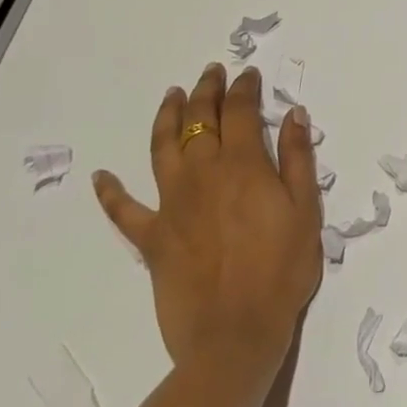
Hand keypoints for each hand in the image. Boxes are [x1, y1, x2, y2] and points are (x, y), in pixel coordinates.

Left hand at [94, 64, 322, 379]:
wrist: (235, 334)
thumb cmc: (281, 270)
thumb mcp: (306, 210)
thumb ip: (297, 159)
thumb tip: (294, 114)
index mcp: (243, 166)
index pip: (240, 111)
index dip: (244, 88)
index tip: (248, 75)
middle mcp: (203, 175)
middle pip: (199, 121)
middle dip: (206, 92)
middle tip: (211, 72)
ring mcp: (171, 205)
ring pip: (162, 149)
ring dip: (166, 118)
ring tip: (171, 96)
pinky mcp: (152, 239)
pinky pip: (123, 211)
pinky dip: (110, 193)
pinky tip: (101, 177)